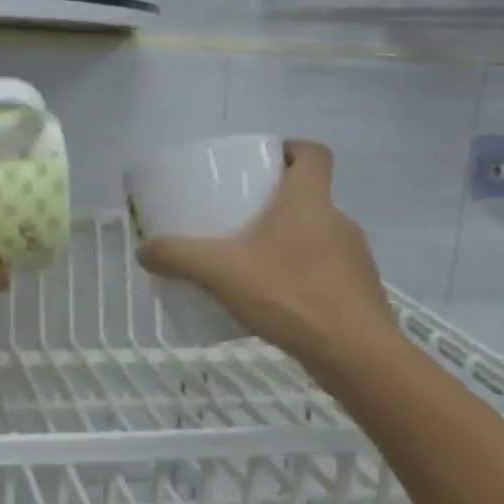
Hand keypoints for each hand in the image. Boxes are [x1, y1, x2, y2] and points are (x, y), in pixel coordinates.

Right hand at [136, 140, 397, 366]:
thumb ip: (179, 257)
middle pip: (309, 196)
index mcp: (309, 201)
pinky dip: (302, 274)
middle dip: (276, 202)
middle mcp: (338, 220)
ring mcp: (354, 257)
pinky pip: (326, 269)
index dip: (290, 149)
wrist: (355, 354)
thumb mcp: (222, 272)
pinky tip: (276, 299)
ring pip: (317, 235)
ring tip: (253, 263)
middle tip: (240, 217)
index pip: (313, 154)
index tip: (264, 162)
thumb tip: (144, 251)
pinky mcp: (359, 290)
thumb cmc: (290, 295)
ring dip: (288, 241)